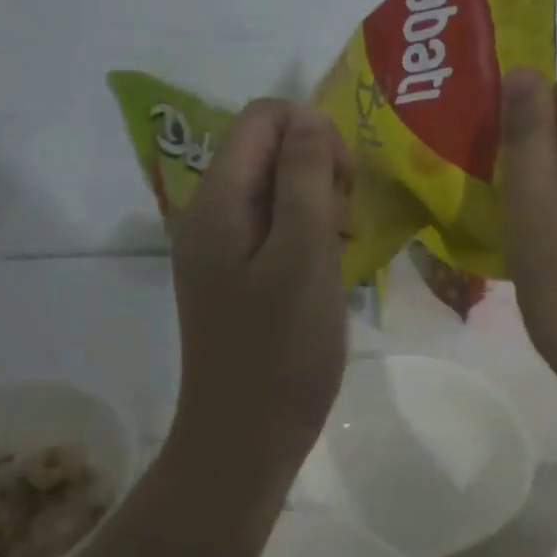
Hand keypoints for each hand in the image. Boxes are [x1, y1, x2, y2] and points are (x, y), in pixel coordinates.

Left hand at [167, 99, 352, 491]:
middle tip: (347, 219)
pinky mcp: (235, 276)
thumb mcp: (303, 257)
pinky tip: (330, 265)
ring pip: (274, 189)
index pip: (262, 118)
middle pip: (267, 149)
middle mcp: (210, 214)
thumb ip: (305, 180)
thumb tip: (310, 120)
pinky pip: (273, 228)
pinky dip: (307, 232)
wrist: (244, 439)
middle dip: (317, 166)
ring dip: (316, 201)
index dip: (313, 132)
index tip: (345, 183)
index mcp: (218, 201)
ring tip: (343, 245)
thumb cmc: (281, 350)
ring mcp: (220, 248)